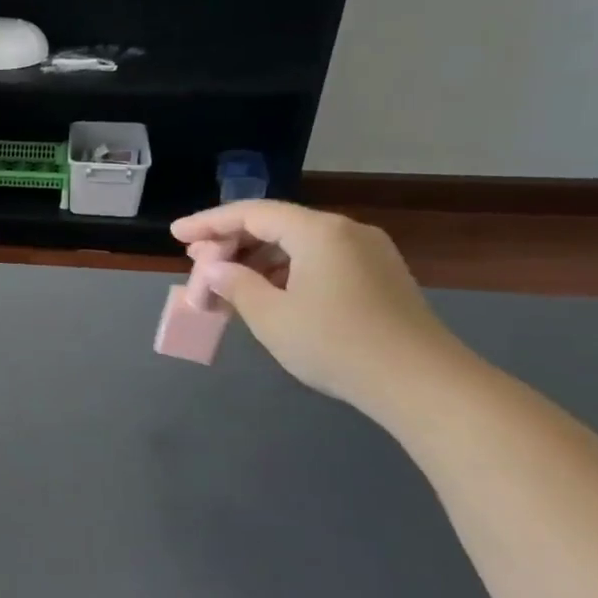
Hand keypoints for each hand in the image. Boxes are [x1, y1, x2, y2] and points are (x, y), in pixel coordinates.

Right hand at [170, 201, 463, 415]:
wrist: (421, 383)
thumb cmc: (336, 344)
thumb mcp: (271, 316)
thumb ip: (235, 284)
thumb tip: (215, 269)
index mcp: (318, 232)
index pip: (252, 213)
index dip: (208, 223)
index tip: (175, 235)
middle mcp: (345, 232)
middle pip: (275, 225)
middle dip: (231, 243)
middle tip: (197, 264)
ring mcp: (368, 254)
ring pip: (297, 245)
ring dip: (256, 262)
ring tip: (225, 286)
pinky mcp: (379, 278)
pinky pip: (318, 261)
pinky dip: (284, 272)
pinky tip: (266, 296)